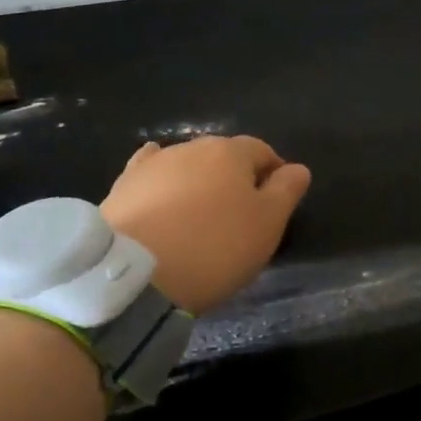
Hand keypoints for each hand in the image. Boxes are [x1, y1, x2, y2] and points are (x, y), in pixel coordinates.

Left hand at [100, 136, 311, 313]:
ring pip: (187, 166)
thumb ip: (286, 191)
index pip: (262, 151)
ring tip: (199, 216)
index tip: (277, 203)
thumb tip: (297, 168)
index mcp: (231, 152)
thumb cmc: (215, 247)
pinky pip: (151, 176)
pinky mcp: (122, 186)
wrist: (135, 273)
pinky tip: (159, 190)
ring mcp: (153, 165)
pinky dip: (162, 183)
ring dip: (198, 183)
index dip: (274, 174)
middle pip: (223, 156)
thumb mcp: (267, 224)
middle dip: (235, 177)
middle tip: (239, 214)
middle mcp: (191, 147)